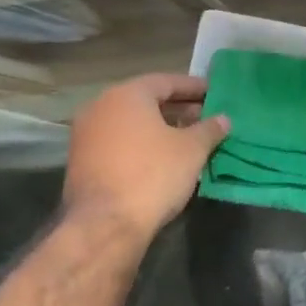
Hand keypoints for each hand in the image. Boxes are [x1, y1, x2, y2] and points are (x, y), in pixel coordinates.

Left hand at [63, 74, 229, 242]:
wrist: (105, 224)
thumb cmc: (153, 175)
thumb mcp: (192, 150)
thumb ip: (209, 129)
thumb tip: (223, 119)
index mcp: (127, 94)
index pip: (166, 81)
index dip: (193, 87)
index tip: (214, 93)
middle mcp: (101, 106)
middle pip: (146, 100)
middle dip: (177, 108)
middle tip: (204, 116)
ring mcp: (86, 133)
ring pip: (130, 122)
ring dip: (159, 127)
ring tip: (187, 138)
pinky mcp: (81, 160)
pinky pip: (118, 141)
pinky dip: (141, 143)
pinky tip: (162, 157)